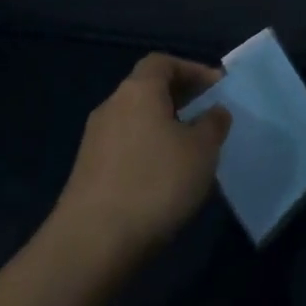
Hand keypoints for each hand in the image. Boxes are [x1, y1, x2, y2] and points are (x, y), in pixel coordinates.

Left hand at [56, 54, 232, 253]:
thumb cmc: (155, 182)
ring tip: (193, 150)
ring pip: (137, 120)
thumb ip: (213, 124)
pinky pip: (126, 147)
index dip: (192, 69)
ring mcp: (95, 140)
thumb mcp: (202, 150)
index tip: (216, 87)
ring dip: (165, 127)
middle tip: (209, 117)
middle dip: (181, 99)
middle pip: (148, 89)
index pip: (163, 62)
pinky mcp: (88, 172)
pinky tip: (166, 178)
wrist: (92, 243)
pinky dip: (149, 151)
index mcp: (138, 90)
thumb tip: (214, 111)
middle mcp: (112, 106)